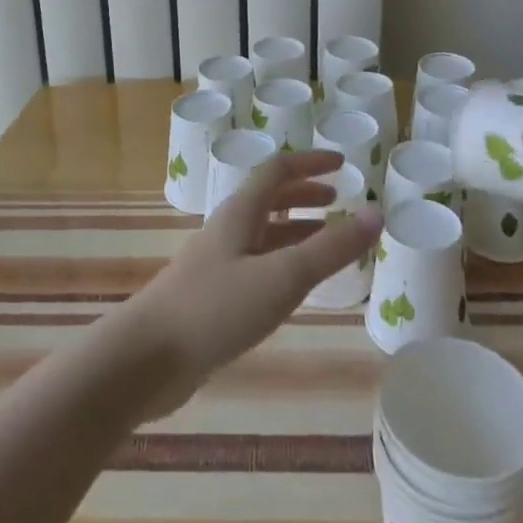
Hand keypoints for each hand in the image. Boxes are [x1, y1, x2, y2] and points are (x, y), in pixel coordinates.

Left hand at [113, 151, 381, 418]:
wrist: (146, 359)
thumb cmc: (216, 308)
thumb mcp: (283, 276)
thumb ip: (331, 248)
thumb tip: (376, 213)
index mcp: (240, 213)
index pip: (277, 171)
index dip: (310, 163)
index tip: (342, 162)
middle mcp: (228, 230)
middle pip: (268, 199)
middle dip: (304, 194)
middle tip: (338, 201)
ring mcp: (217, 265)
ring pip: (263, 235)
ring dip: (295, 230)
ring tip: (326, 241)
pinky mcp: (212, 298)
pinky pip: (256, 266)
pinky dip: (282, 263)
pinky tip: (293, 288)